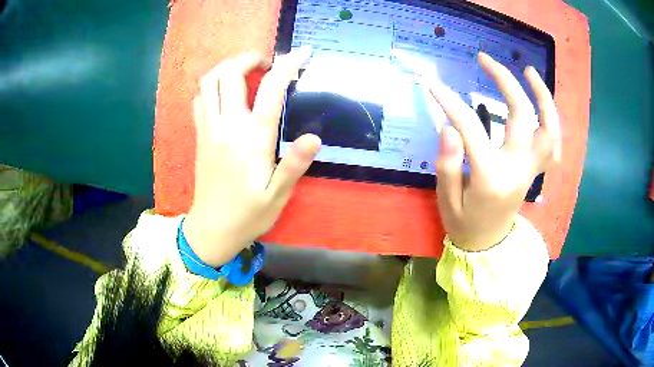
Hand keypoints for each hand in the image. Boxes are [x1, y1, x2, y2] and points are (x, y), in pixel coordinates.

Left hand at [184, 48, 320, 266]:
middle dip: (249, 57)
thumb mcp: (277, 196)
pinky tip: (225, 92)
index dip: (288, 64)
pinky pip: (199, 99)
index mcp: (252, 139)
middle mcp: (227, 126)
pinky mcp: (200, 136)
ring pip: (208, 82)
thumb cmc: (248, 215)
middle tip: (267, 62)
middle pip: (229, 73)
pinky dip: (211, 86)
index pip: (271, 89)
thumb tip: (314, 137)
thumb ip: (294, 165)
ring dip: (227, 67)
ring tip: (245, 71)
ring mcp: (209, 129)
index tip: (302, 52)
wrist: (212, 229)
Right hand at [431, 52, 560, 250]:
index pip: (471, 128)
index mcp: (492, 177)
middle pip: (521, 115)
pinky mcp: (535, 171)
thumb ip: (447, 163)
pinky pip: (552, 145)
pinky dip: (551, 121)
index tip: (431, 82)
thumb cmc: (464, 224)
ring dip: (543, 97)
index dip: (449, 101)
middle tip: (485, 59)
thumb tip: (449, 126)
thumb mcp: (446, 200)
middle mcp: (519, 169)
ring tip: (529, 72)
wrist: (488, 246)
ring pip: (549, 129)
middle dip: (504, 81)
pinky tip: (542, 106)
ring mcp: (531, 170)